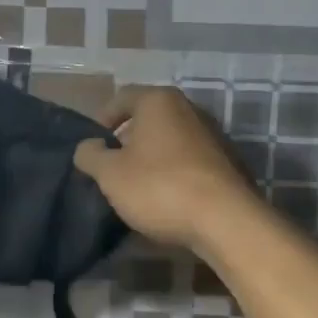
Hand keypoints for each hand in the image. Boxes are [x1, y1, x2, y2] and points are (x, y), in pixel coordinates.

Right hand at [72, 86, 261, 252]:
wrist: (226, 220)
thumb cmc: (159, 187)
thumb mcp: (110, 174)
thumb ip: (90, 155)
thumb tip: (88, 146)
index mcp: (159, 101)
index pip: (121, 98)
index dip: (101, 119)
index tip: (93, 146)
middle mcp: (189, 108)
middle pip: (148, 117)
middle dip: (127, 139)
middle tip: (112, 166)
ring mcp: (213, 134)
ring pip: (171, 139)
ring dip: (152, 157)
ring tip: (138, 185)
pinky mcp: (228, 161)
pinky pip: (191, 159)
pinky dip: (175, 171)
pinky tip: (167, 197)